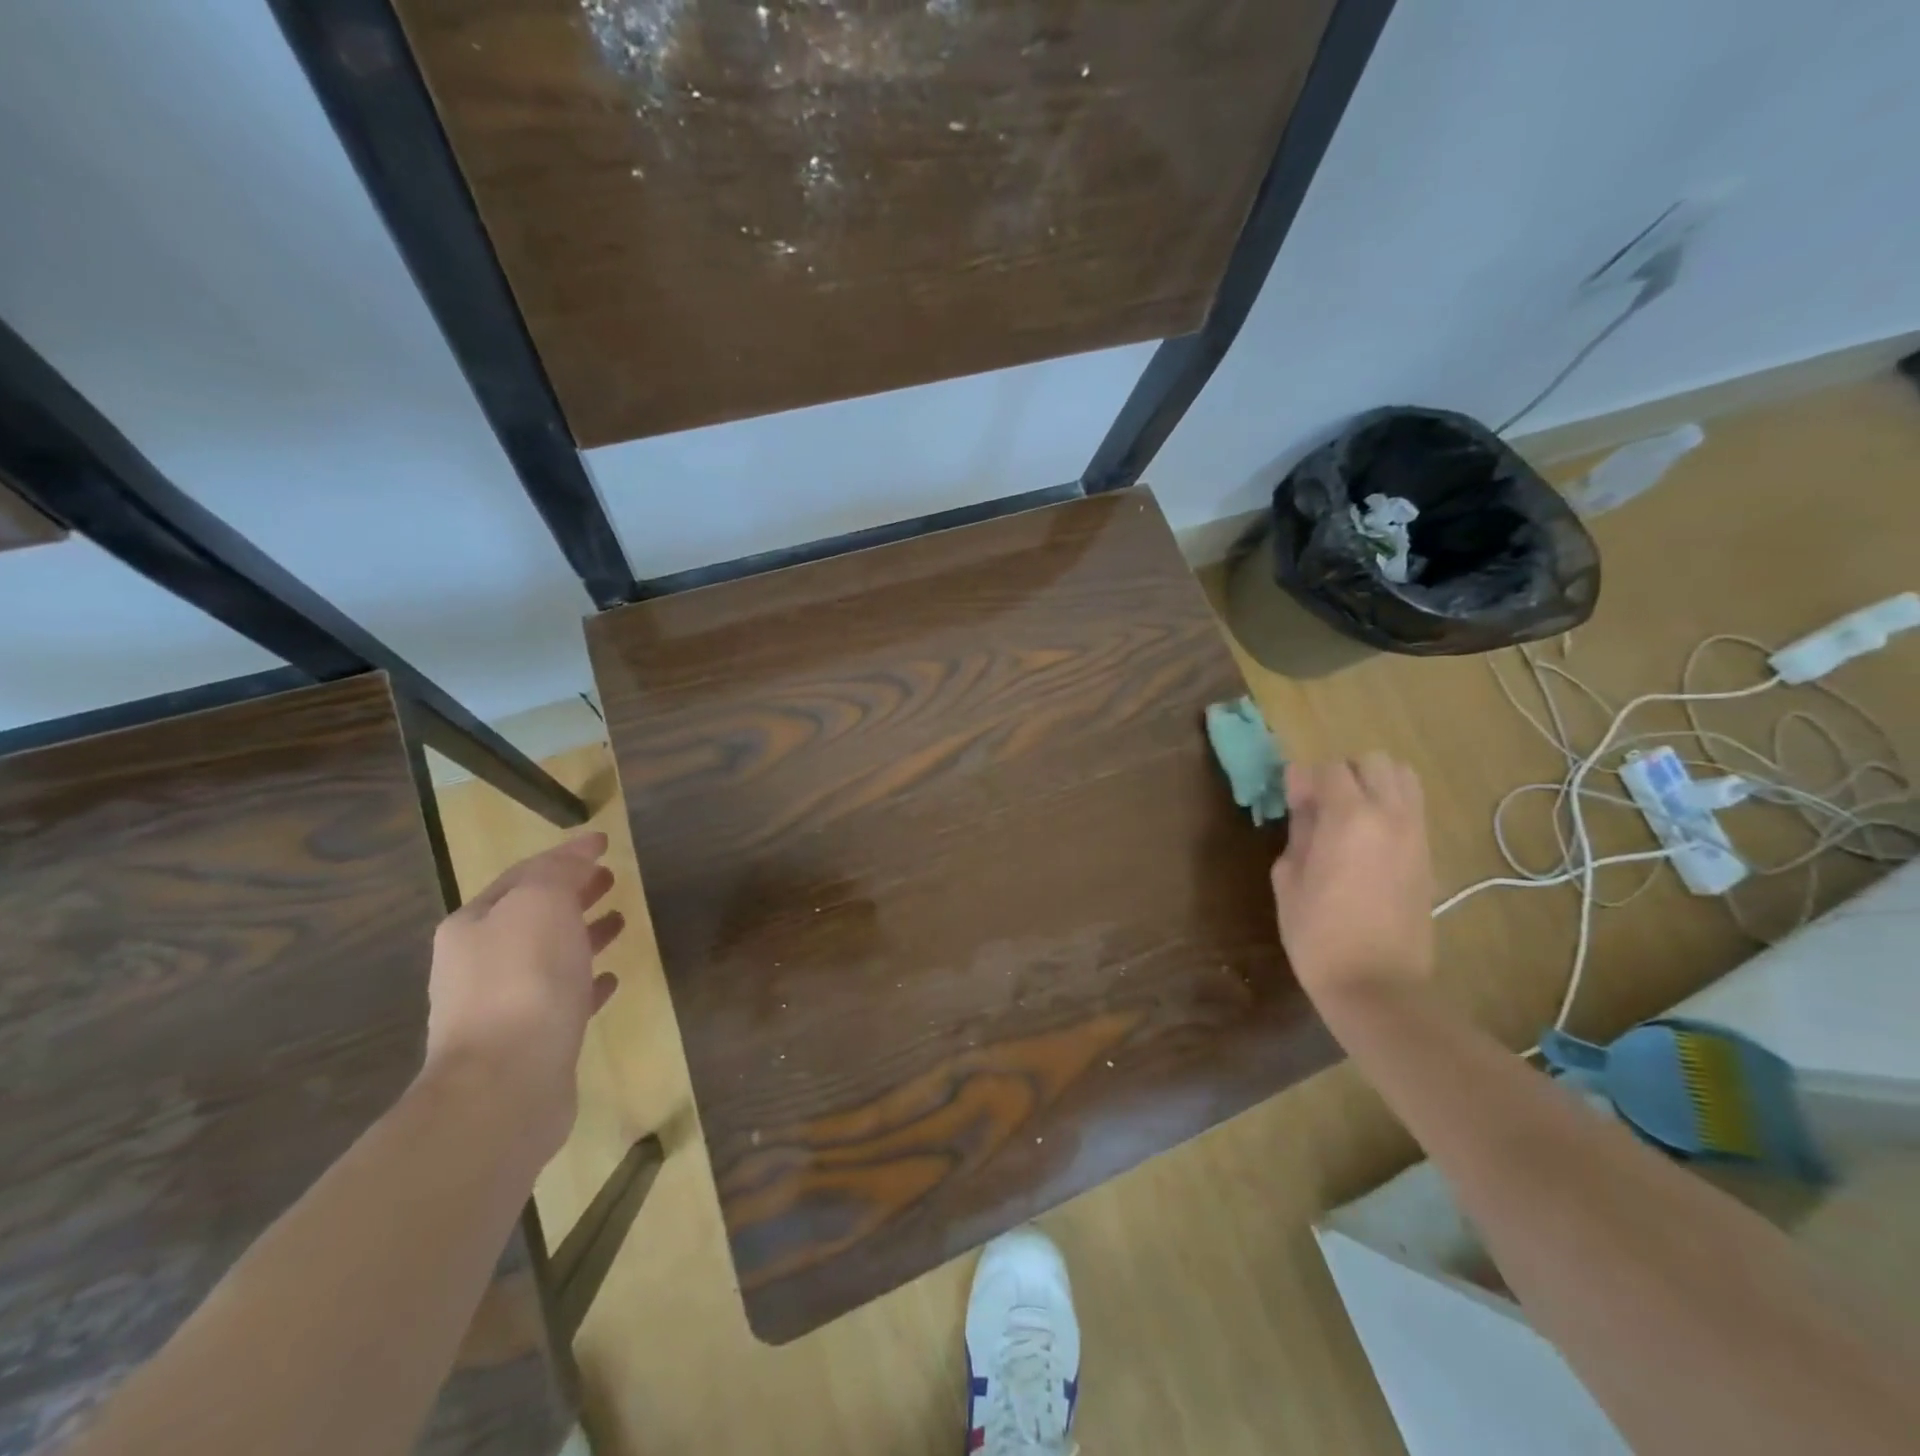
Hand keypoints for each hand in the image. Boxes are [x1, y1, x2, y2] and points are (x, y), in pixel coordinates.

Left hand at [421, 833, 626, 1163]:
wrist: (505, 1084)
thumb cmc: (523, 980)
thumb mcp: (541, 904)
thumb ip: (559, 872)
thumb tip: (580, 852)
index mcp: (474, 925)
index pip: (523, 875)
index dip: (565, 855)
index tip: (604, 843)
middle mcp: (478, 962)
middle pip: (533, 915)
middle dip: (571, 894)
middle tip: (610, 879)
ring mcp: (501, 1005)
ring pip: (549, 956)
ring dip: (583, 935)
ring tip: (620, 921)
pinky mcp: (529, 1041)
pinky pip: (563, 999)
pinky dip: (586, 982)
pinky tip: (611, 978)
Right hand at [1270, 754, 1434, 1006]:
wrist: (1376, 985)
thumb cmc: (1317, 933)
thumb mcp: (1289, 876)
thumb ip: (1300, 827)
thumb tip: (1302, 796)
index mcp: (1351, 818)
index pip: (1329, 769)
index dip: (1304, 780)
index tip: (1290, 802)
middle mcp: (1391, 816)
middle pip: (1374, 762)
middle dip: (1344, 774)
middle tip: (1321, 805)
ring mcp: (1416, 835)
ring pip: (1403, 779)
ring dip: (1374, 785)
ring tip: (1350, 816)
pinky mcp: (1428, 856)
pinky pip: (1413, 810)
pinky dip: (1391, 808)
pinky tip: (1368, 840)